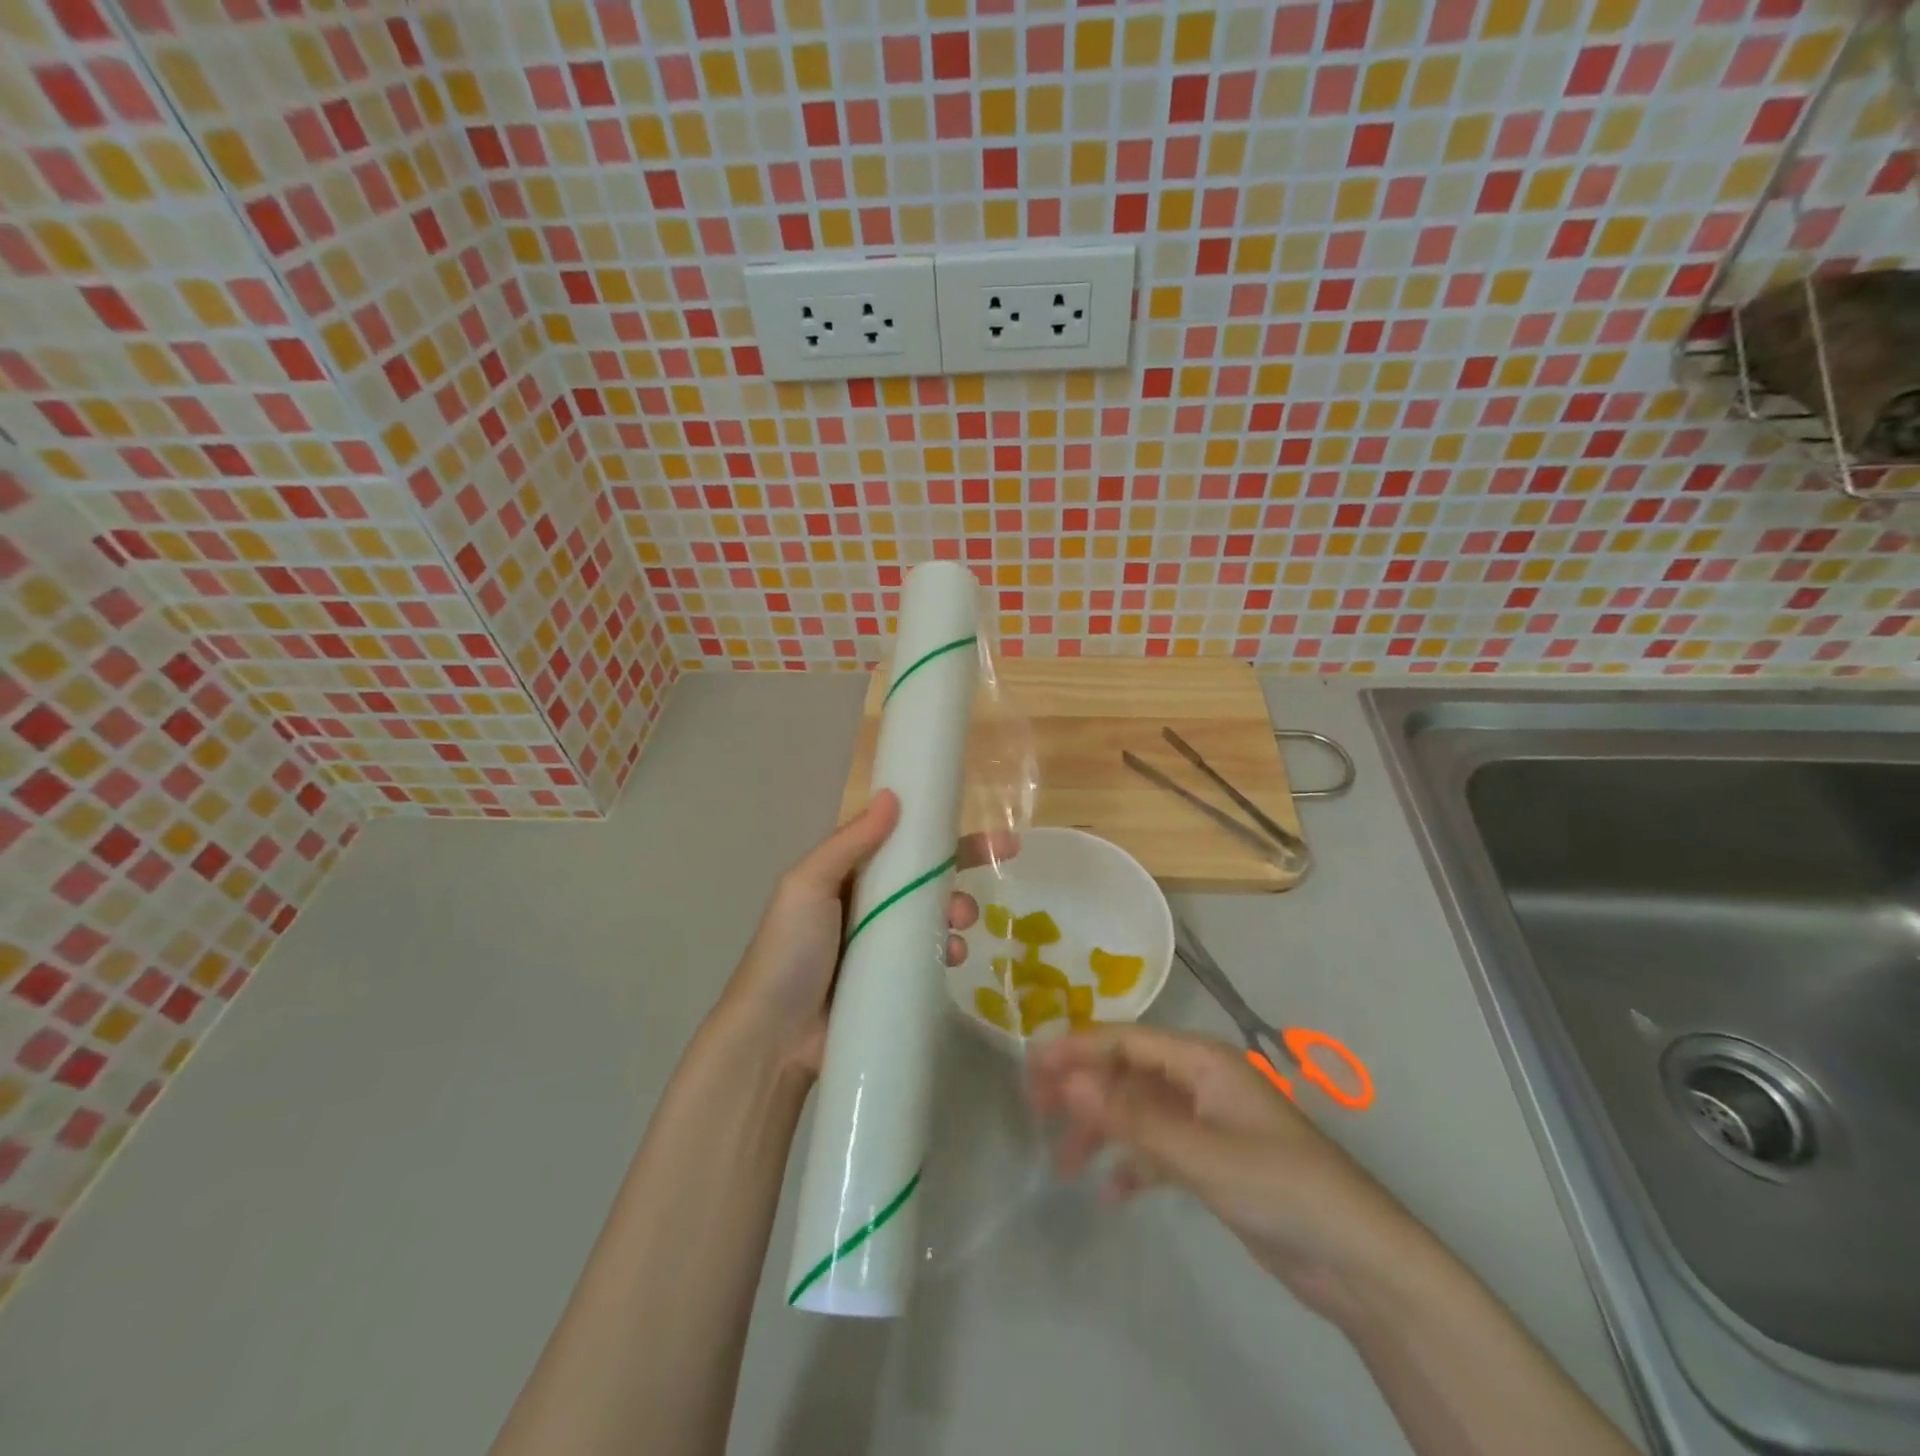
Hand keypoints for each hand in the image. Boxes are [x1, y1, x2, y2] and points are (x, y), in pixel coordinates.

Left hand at [720, 791, 1009, 1077]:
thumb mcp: (808, 885)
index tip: (977, 820)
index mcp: (846, 876)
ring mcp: (882, 944)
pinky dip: (948, 950)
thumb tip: (892, 795)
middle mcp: (867, 904)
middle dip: (961, 867)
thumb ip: (849, 842)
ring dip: (957, 910)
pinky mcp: (894, 981)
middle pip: (924, 876)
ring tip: (960, 923)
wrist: (773, 1038)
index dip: (937, 830)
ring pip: (933, 915)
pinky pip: (930, 956)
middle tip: (993, 863)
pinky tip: (953, 956)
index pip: (899, 841)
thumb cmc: (789, 951)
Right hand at [1027, 1025, 1423, 1319]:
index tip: (1030, 1065)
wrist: (1357, 1261)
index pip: (1126, 1041)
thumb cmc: (1280, 1185)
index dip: (1078, 1048)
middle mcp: (1199, 1083)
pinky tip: (1110, 1193)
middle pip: (1127, 1073)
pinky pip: (1157, 1151)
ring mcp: (1205, 1124)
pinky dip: (1131, 1166)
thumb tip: (1069, 1079)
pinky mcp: (1211, 1163)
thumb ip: (1132, 1117)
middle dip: (1083, 1089)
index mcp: (1202, 1061)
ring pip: (1137, 1114)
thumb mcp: (1200, 1151)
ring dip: (1101, 1132)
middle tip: (1036, 1110)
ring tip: (1065, 1165)